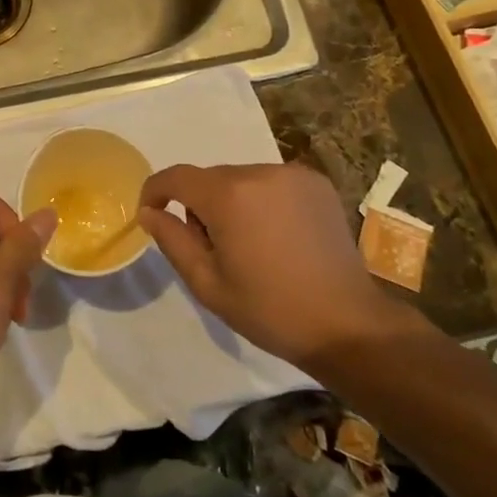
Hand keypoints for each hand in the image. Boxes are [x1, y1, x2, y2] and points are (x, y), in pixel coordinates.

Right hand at [138, 162, 426, 373]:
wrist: (347, 323)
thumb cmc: (269, 310)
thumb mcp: (208, 284)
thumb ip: (173, 240)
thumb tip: (149, 212)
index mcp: (228, 196)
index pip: (176, 177)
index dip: (155, 190)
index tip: (151, 212)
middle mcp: (258, 172)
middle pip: (211, 179)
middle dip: (200, 205)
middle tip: (213, 249)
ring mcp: (291, 175)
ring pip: (241, 179)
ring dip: (233, 202)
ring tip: (250, 245)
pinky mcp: (316, 183)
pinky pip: (271, 182)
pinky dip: (263, 200)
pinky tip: (278, 236)